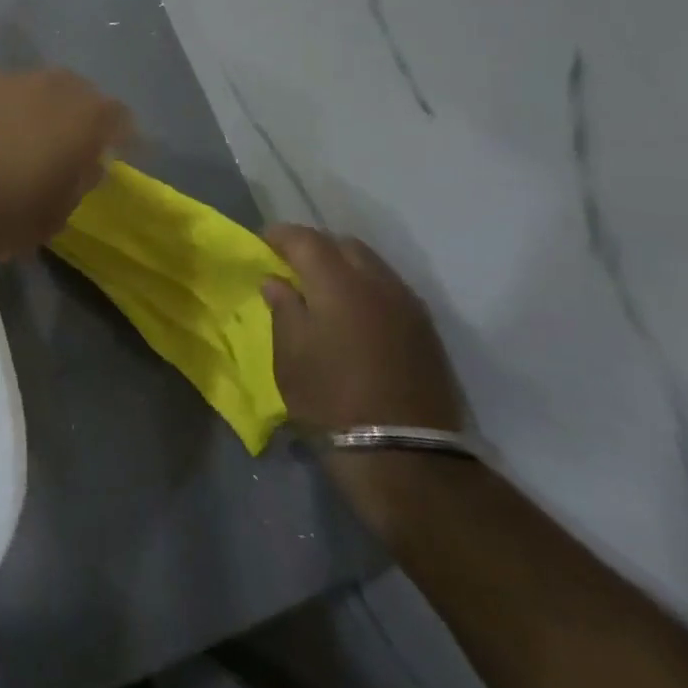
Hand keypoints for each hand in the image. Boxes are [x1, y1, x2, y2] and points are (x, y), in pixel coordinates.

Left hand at [0, 67, 131, 269]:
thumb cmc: (2, 219)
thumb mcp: (57, 214)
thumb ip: (78, 180)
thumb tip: (84, 162)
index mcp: (85, 117)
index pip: (118, 117)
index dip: (115, 136)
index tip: (107, 155)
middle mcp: (50, 84)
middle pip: (74, 92)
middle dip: (71, 116)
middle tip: (56, 147)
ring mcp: (1, 75)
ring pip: (26, 88)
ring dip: (25, 109)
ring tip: (4, 142)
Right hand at [263, 226, 467, 536]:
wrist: (402, 452)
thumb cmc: (330, 398)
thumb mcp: (290, 354)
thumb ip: (283, 308)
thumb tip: (277, 281)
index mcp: (338, 283)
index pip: (306, 239)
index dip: (281, 235)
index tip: (263, 242)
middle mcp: (377, 282)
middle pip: (344, 244)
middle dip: (316, 246)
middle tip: (292, 264)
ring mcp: (407, 304)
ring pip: (371, 264)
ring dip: (344, 266)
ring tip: (322, 288)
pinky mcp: (425, 329)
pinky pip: (389, 288)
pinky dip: (366, 287)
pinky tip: (353, 311)